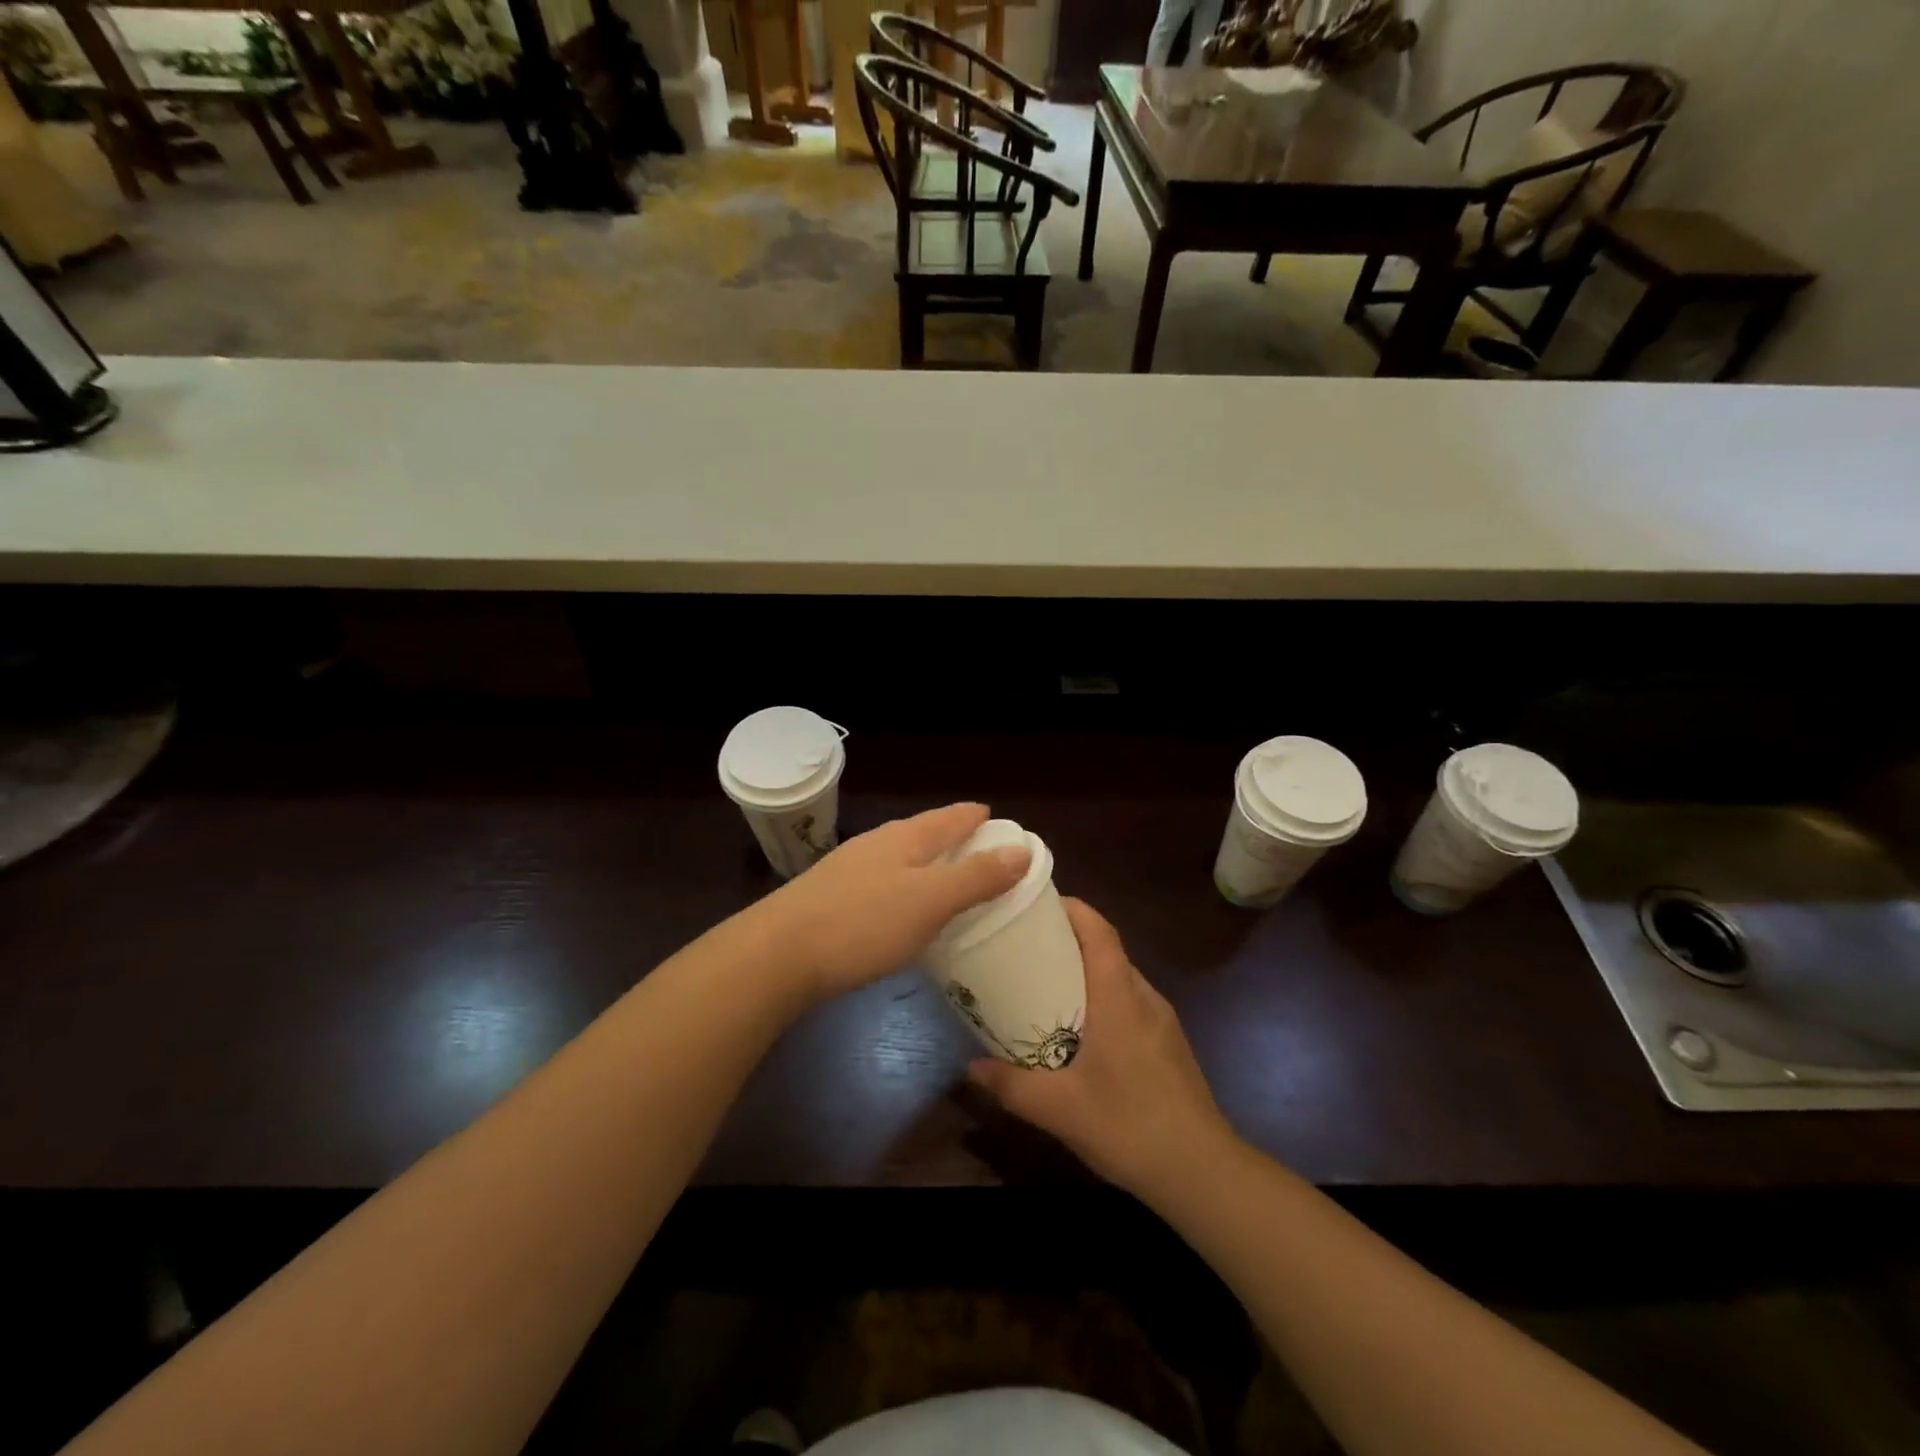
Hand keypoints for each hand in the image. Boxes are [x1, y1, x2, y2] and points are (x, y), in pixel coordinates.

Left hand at [760, 803, 1030, 1005]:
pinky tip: (901, 909)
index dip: (974, 817)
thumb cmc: (862, 924)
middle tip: (979, 850)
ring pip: (898, 857)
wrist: (775, 955)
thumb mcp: (929, 901)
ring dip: (926, 862)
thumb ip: (976, 877)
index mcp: (903, 839)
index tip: (995, 818)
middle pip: (922, 832)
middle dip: (951, 837)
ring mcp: (848, 870)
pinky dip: (903, 886)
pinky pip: (881, 882)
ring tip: (945, 878)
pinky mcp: (829, 898)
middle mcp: (875, 845)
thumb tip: (1022, 849)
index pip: (948, 818)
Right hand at [968, 899, 1236, 1200]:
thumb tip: (970, 1067)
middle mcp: (1144, 998)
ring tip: (1046, 984)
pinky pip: (1131, 1002)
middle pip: (1107, 949)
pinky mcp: (1168, 1043)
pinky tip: (1081, 1030)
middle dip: (1069, 939)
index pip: (1100, 932)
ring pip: (1120, 977)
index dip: (1073, 909)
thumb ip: (1011, 1085)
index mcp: (1120, 998)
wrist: (1202, 1172)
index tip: (1038, 903)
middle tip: (1026, 947)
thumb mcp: (1059, 1108)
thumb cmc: (1129, 1126)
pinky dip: (1103, 997)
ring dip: (1086, 970)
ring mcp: (1162, 1021)